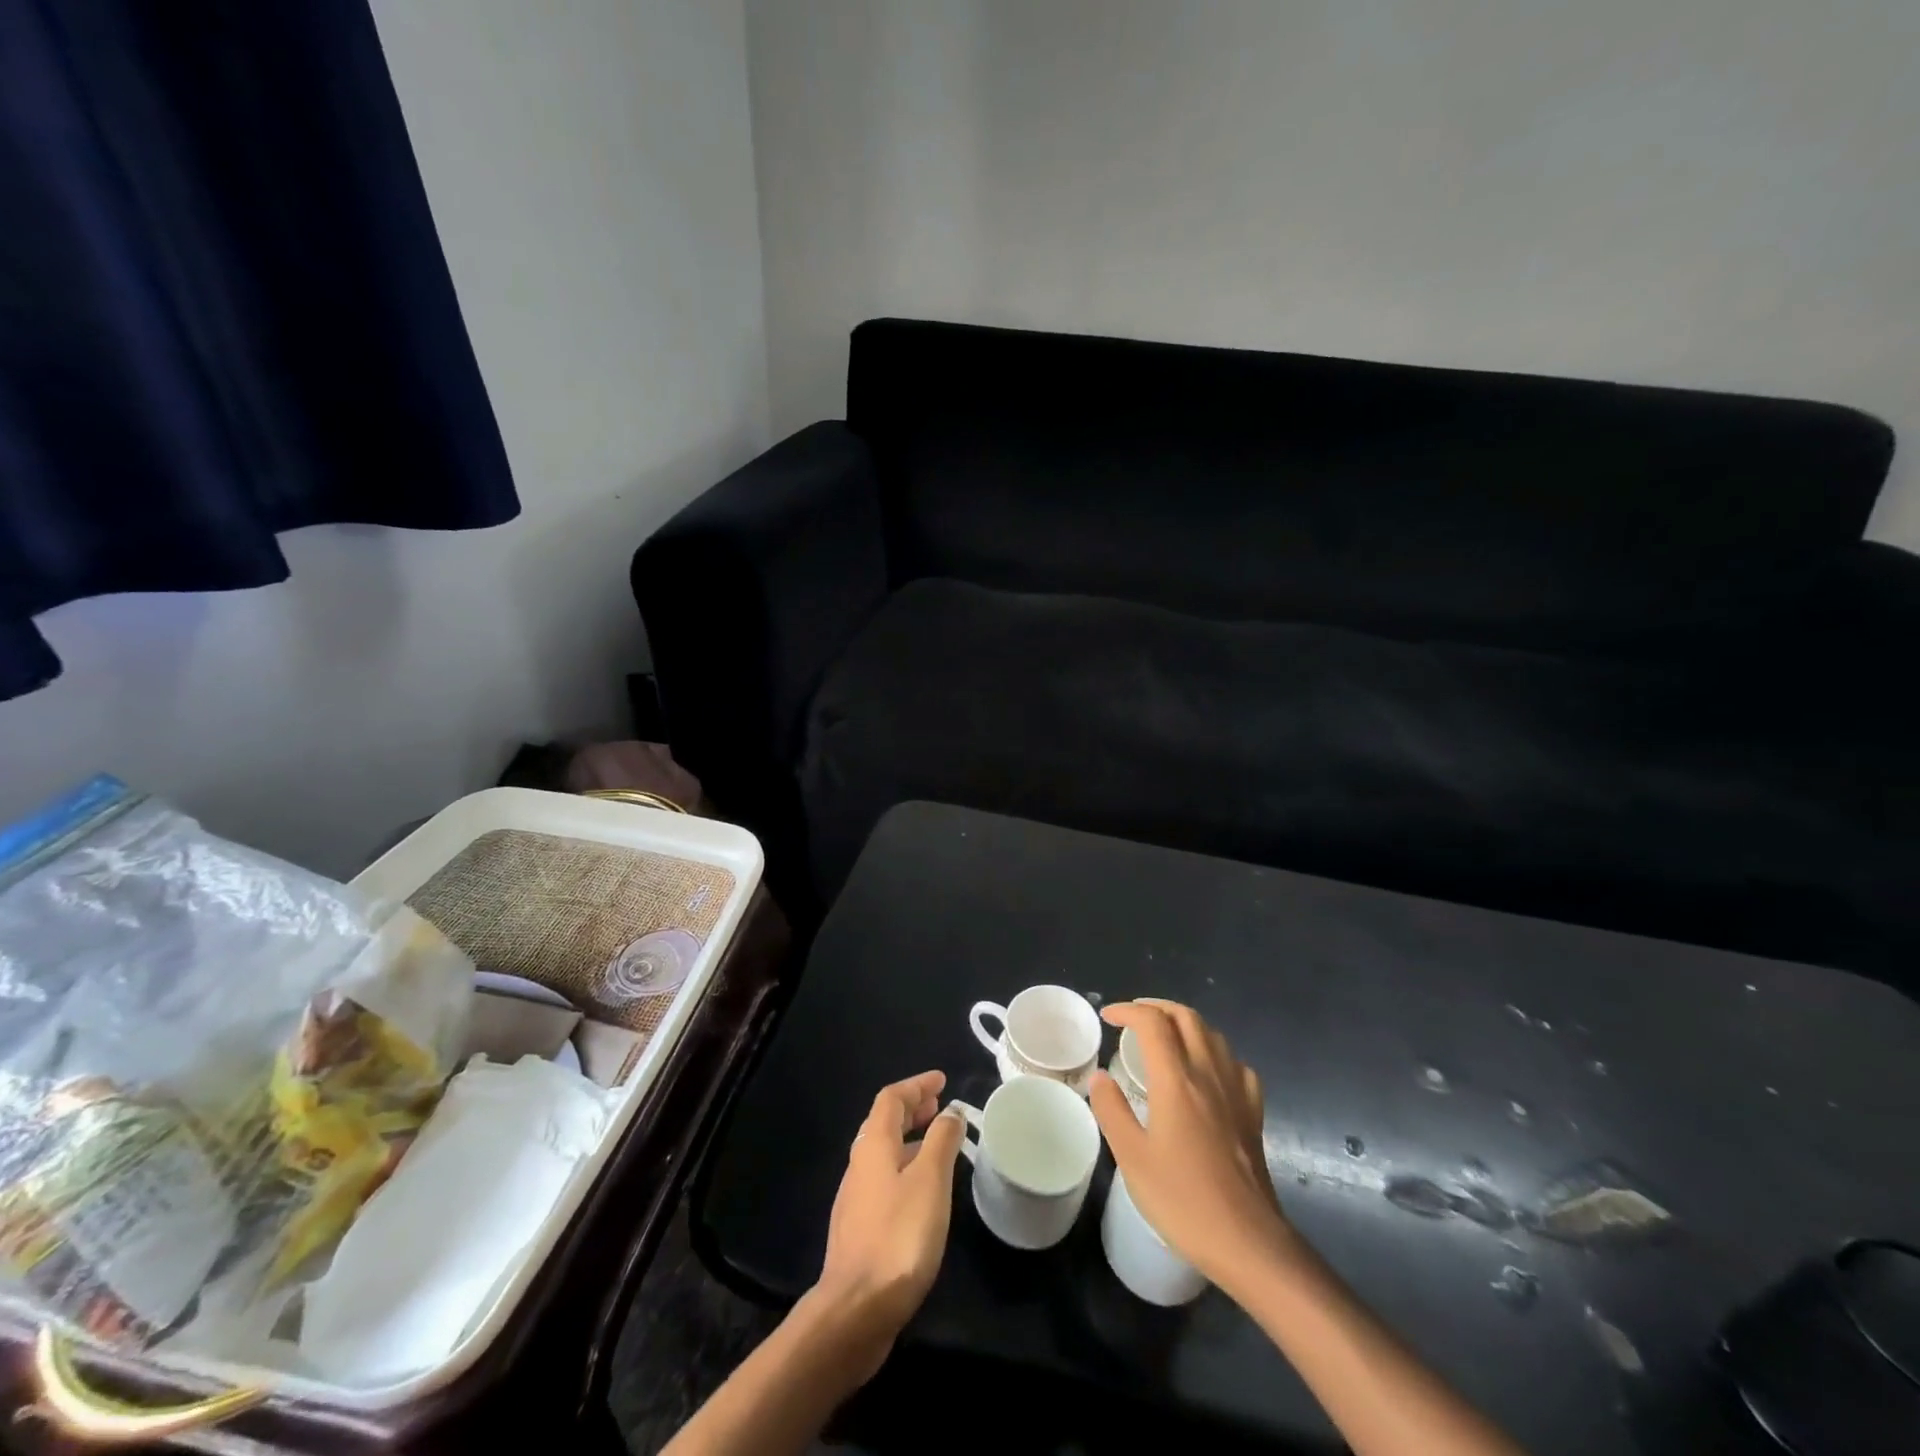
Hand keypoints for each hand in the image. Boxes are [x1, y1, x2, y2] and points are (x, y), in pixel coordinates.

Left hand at [809, 1069, 965, 1378]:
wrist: (855, 1311)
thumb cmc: (898, 1236)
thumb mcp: (930, 1181)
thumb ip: (941, 1140)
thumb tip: (951, 1111)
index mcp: (873, 1145)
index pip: (891, 1098)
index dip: (916, 1085)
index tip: (942, 1081)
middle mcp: (859, 1164)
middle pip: (883, 1123)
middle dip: (912, 1109)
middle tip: (940, 1107)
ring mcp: (856, 1198)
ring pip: (884, 1153)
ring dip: (910, 1139)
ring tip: (938, 1144)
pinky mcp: (860, 1229)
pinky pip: (884, 1180)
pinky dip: (906, 1168)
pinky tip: (923, 1191)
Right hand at [1089, 1001, 1296, 1291]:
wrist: (1248, 1242)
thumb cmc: (1184, 1200)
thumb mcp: (1132, 1158)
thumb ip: (1113, 1111)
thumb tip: (1100, 1077)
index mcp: (1176, 1081)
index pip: (1152, 1023)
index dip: (1128, 1010)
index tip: (1107, 1017)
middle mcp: (1208, 1074)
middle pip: (1187, 1017)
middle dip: (1157, 1007)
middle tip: (1133, 1018)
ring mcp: (1236, 1092)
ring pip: (1213, 1034)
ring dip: (1185, 1024)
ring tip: (1165, 1037)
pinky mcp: (1254, 1113)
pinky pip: (1236, 1064)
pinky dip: (1215, 1053)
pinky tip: (1207, 1071)